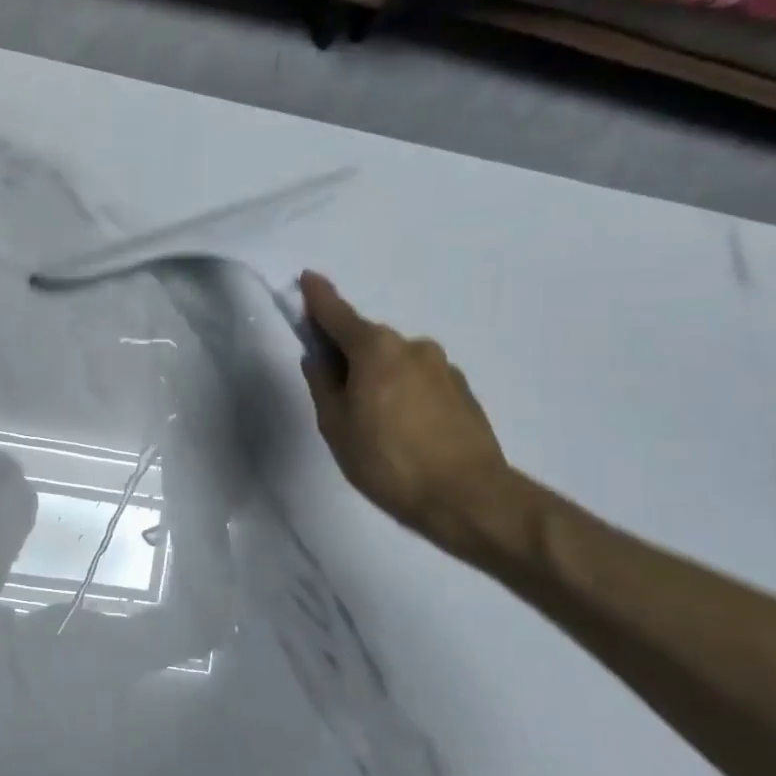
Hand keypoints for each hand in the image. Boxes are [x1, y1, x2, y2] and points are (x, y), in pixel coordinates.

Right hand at [299, 272, 516, 553]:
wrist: (467, 497)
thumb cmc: (387, 461)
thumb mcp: (336, 426)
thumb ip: (323, 385)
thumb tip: (318, 359)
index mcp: (375, 349)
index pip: (338, 314)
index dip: (318, 298)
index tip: (308, 278)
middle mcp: (412, 346)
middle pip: (368, 341)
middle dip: (348, 355)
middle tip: (334, 393)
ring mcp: (443, 367)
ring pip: (396, 363)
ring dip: (378, 378)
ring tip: (372, 422)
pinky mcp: (462, 391)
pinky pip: (419, 381)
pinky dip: (404, 393)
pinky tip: (402, 429)